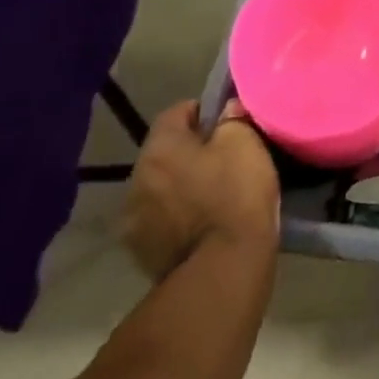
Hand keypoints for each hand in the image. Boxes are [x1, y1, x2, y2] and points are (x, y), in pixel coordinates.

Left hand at [121, 100, 279, 281]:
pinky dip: (177, 217)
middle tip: (223, 158)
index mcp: (159, 148)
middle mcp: (136, 180)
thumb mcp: (244, 143)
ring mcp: (134, 221)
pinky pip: (160, 221)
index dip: (203, 111)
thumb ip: (232, 119)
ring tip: (212, 194)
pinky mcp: (141, 253)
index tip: (226, 122)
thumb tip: (226, 110)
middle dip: (189, 151)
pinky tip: (202, 224)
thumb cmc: (235, 194)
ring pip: (159, 188)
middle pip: (164, 152)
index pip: (176, 112)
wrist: (223, 268)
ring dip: (179, 186)